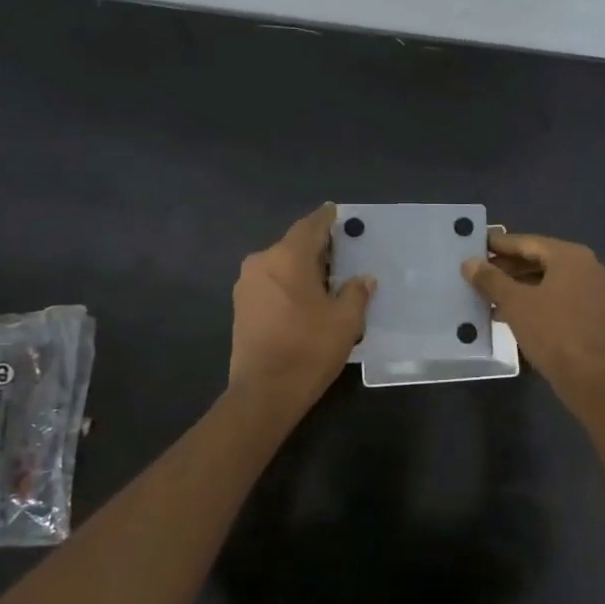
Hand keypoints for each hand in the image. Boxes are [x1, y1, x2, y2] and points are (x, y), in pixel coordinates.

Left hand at [229, 204, 373, 408]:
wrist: (265, 391)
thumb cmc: (309, 348)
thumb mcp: (345, 320)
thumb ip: (355, 292)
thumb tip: (363, 279)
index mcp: (287, 257)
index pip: (310, 226)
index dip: (326, 219)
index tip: (336, 212)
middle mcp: (261, 262)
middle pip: (293, 245)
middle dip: (316, 248)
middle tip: (341, 253)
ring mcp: (246, 286)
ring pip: (280, 265)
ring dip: (301, 268)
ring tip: (326, 280)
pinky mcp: (240, 308)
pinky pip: (270, 284)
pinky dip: (288, 284)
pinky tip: (305, 299)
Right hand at [463, 231, 604, 408]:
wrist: (588, 375)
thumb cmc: (551, 331)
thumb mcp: (514, 302)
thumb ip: (491, 279)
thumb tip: (469, 262)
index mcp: (570, 256)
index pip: (527, 242)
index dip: (498, 245)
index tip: (474, 245)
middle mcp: (585, 267)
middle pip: (538, 259)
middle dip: (506, 267)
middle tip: (476, 271)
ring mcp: (590, 290)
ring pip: (545, 280)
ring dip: (516, 285)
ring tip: (485, 293)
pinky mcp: (588, 313)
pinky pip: (554, 297)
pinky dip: (532, 300)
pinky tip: (505, 312)